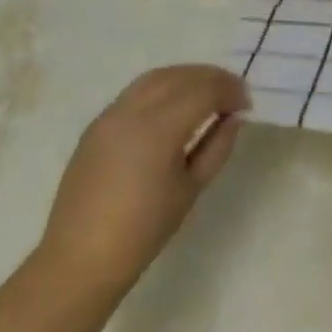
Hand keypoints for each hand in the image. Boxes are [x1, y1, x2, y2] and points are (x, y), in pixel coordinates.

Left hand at [34, 64, 249, 287]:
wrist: (84, 254)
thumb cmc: (146, 228)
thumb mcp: (192, 187)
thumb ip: (217, 146)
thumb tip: (234, 118)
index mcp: (158, 129)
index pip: (203, 90)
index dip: (230, 91)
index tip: (247, 105)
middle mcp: (131, 112)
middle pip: (179, 76)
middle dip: (212, 78)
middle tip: (235, 94)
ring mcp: (109, 115)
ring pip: (154, 78)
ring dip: (186, 77)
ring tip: (208, 94)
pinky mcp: (97, 125)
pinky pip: (135, 92)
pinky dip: (163, 88)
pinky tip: (176, 106)